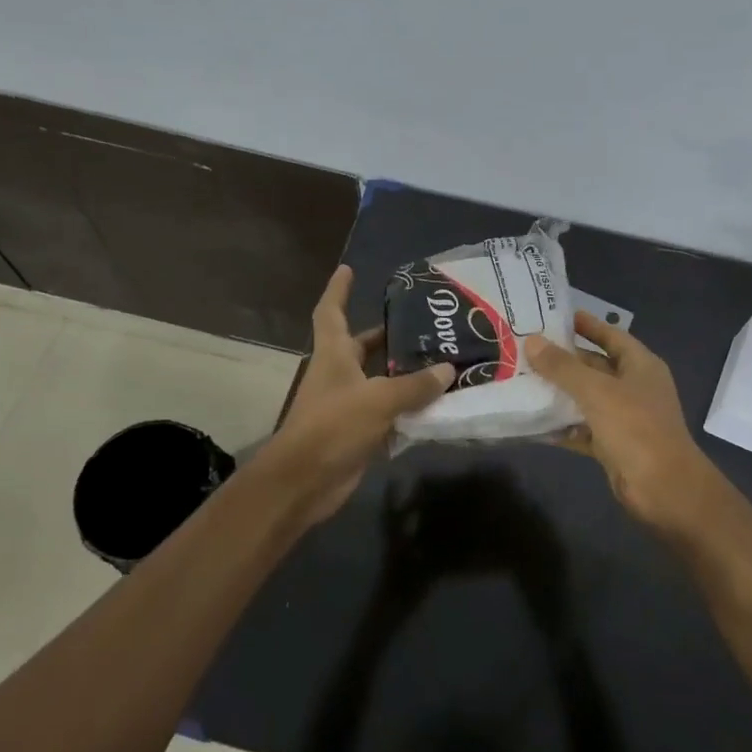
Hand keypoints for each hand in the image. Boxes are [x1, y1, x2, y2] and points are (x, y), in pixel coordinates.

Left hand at [260, 266, 453, 525]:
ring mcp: (347, 405)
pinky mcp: (358, 433)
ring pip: (380, 381)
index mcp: (333, 355)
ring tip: (441, 362)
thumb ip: (414, 385)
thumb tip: (448, 369)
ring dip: (404, 374)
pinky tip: (436, 406)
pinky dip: (408, 409)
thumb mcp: (378, 400)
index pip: (331, 312)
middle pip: (362, 347)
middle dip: (387, 335)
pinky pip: (388, 413)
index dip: (338, 290)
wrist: (304, 482)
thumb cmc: (333, 427)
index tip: (348, 269)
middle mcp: (338, 374)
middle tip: (422, 324)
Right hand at [525, 313, 723, 529]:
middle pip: (595, 366)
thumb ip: (563, 367)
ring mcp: (624, 418)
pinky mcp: (612, 445)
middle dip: (564, 360)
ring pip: (586, 399)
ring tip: (521, 380)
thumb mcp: (597, 391)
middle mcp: (634, 387)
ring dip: (559, 393)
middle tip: (526, 349)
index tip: (555, 316)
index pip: (611, 335)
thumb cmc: (636, 428)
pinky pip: (582, 429)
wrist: (664, 489)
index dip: (587, 325)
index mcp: (640, 366)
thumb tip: (531, 342)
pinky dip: (561, 426)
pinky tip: (532, 422)